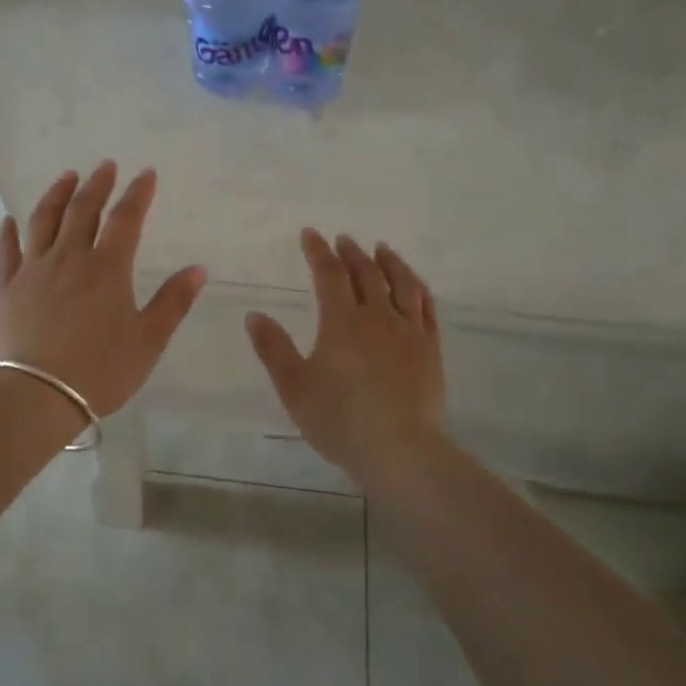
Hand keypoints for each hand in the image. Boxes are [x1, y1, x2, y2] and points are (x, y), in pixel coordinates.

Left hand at [0, 162, 206, 417]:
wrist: (37, 395)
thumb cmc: (100, 370)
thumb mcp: (148, 341)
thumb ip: (173, 303)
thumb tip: (198, 269)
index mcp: (106, 269)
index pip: (125, 220)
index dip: (137, 194)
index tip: (146, 174)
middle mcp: (68, 258)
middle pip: (82, 211)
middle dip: (97, 185)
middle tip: (105, 166)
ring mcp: (33, 271)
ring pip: (43, 221)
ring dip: (56, 195)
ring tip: (66, 177)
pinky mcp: (7, 289)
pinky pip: (7, 252)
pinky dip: (9, 232)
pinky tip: (9, 219)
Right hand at [245, 230, 446, 489]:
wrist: (400, 451)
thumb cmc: (340, 420)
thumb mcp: (294, 387)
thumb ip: (273, 349)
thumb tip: (255, 315)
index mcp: (342, 322)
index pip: (329, 274)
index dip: (318, 251)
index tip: (310, 234)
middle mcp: (378, 317)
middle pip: (366, 273)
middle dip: (352, 253)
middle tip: (343, 240)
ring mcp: (409, 332)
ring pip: (402, 284)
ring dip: (389, 262)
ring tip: (382, 249)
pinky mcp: (430, 349)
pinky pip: (427, 308)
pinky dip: (418, 288)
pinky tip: (415, 285)